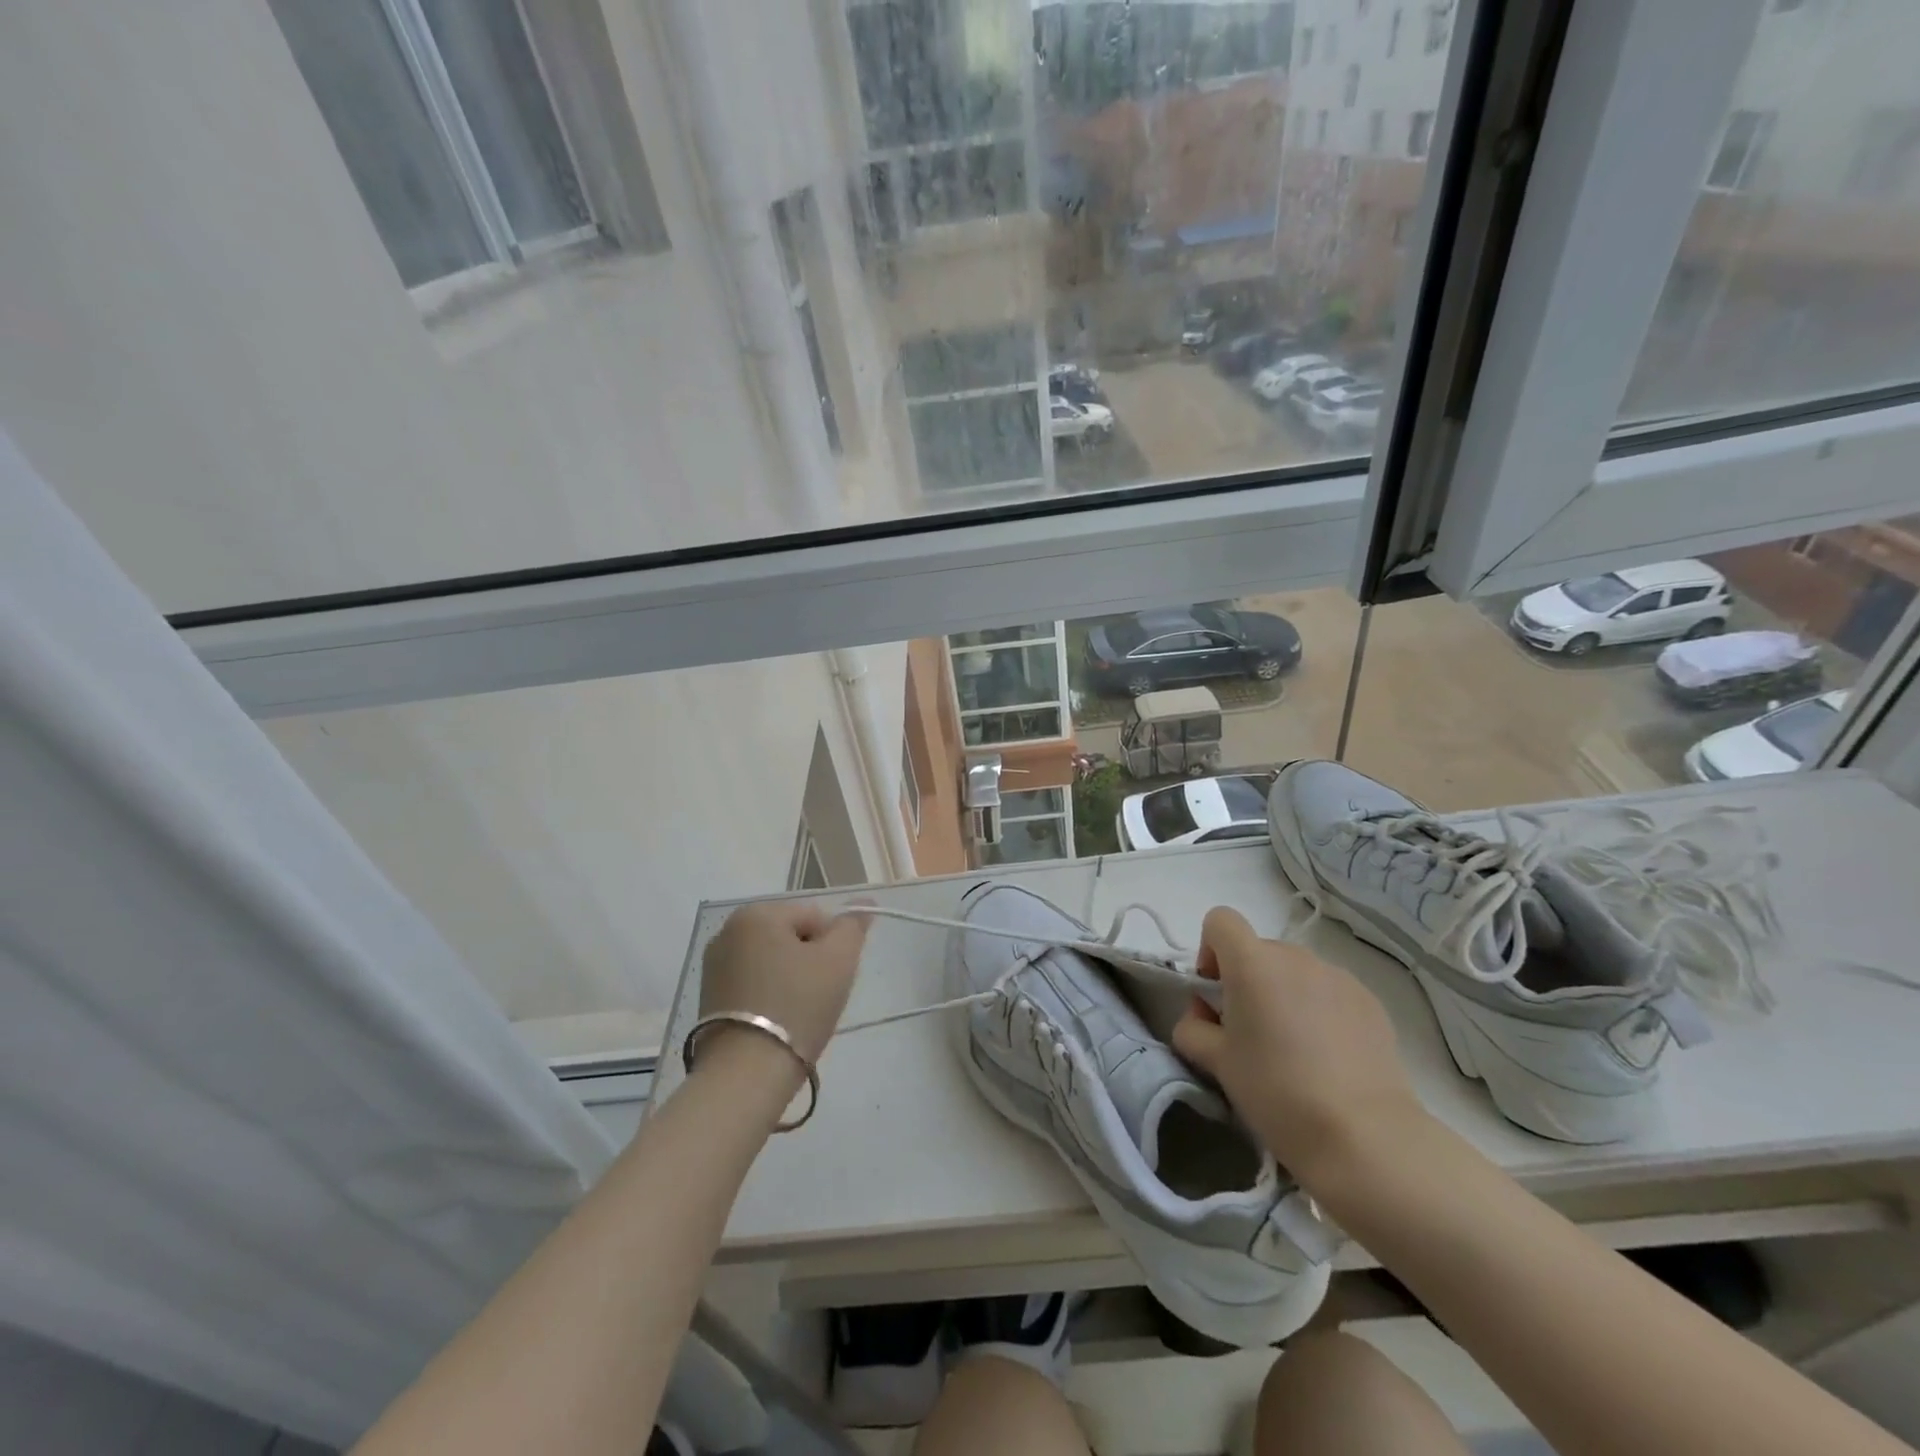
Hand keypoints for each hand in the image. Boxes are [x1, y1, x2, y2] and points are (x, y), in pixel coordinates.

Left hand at [700, 901, 869, 1065]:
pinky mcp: (708, 998)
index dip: (833, 946)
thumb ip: (853, 927)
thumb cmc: (797, 1006)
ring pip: (772, 962)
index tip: (833, 978)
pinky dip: (769, 997)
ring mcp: (714, 966)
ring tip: (798, 1014)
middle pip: (791, 937)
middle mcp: (728, 931)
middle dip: (810, 962)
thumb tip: (863, 905)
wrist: (747, 1074)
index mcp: (757, 914)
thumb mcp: (839, 960)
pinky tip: (777, 1023)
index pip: (814, 917)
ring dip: (790, 980)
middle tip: (819, 997)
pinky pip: (753, 984)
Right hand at [1172, 906, 1422, 1182]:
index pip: (1220, 920)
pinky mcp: (1370, 1002)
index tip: (1216, 996)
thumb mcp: (1216, 1062)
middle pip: (1258, 950)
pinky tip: (1328, 1058)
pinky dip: (1318, 1011)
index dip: (1210, 951)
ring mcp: (1338, 977)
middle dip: (1246, 981)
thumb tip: (1204, 1016)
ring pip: (1295, 972)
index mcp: (1253, 963)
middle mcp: (1296, 957)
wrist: (1364, 1137)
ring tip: (1293, 1050)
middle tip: (1250, 1034)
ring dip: (1283, 995)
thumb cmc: (1276, 1092)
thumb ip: (1193, 1027)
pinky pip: (1329, 992)